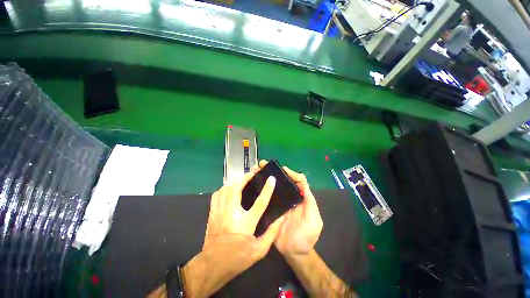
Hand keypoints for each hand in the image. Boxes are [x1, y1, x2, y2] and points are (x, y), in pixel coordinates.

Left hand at [202, 172, 283, 257]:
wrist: (213, 265)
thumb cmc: (238, 258)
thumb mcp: (259, 250)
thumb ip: (272, 233)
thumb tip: (281, 218)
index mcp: (246, 222)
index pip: (260, 202)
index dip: (267, 189)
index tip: (272, 179)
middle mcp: (232, 213)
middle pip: (237, 188)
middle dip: (244, 178)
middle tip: (251, 174)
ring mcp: (220, 212)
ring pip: (225, 189)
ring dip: (234, 182)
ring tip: (241, 180)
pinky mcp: (212, 213)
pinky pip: (216, 195)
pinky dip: (223, 189)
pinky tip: (228, 189)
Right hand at [255, 161, 322, 256]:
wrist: (294, 253)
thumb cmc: (306, 236)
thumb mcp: (313, 219)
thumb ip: (310, 201)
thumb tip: (302, 182)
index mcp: (298, 197)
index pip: (296, 180)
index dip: (289, 172)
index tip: (279, 168)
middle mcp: (287, 197)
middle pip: (281, 180)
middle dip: (271, 171)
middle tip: (261, 165)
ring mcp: (277, 203)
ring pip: (271, 187)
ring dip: (263, 177)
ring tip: (253, 171)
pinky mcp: (268, 209)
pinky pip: (264, 198)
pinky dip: (258, 190)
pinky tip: (250, 185)